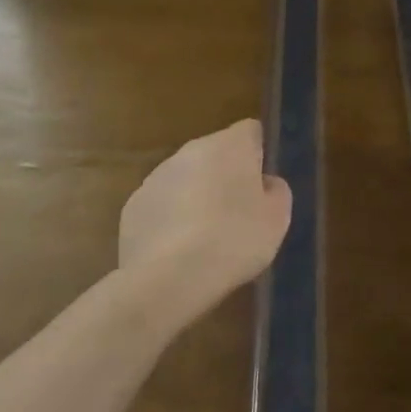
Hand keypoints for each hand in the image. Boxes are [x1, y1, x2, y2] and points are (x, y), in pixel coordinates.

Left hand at [119, 119, 291, 320]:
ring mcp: (157, 177)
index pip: (251, 131)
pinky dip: (171, 220)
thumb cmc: (233, 240)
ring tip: (206, 239)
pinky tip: (178, 252)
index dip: (259, 155)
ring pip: (187, 179)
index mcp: (230, 144)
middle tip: (238, 214)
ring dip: (197, 197)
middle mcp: (191, 150)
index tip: (261, 186)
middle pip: (216, 154)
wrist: (166, 280)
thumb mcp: (277, 219)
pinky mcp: (133, 207)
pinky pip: (162, 206)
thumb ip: (276, 191)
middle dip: (226, 176)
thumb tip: (264, 184)